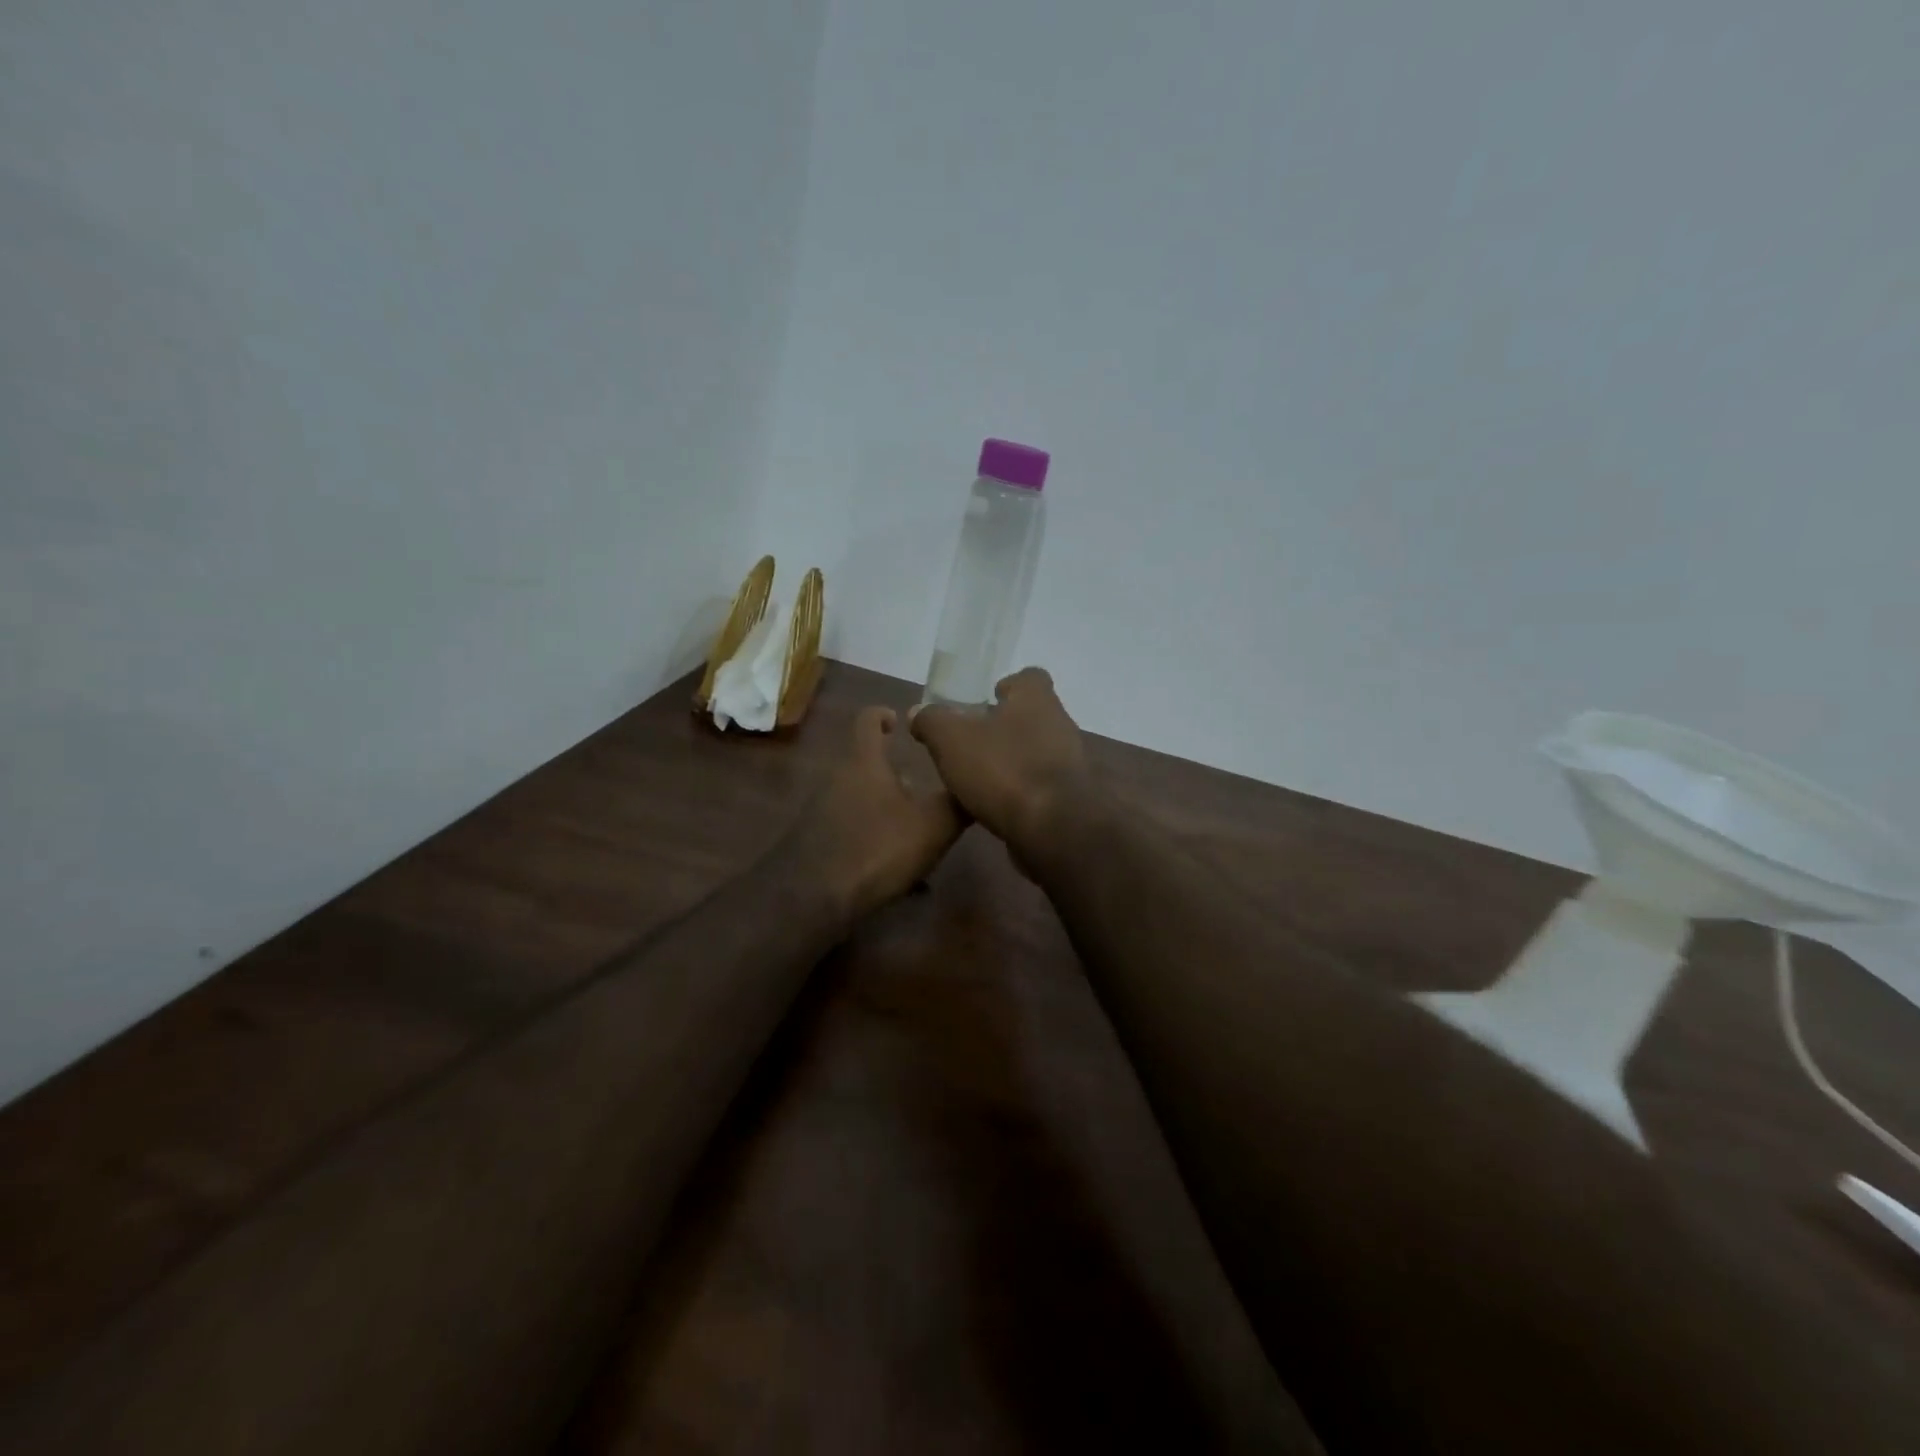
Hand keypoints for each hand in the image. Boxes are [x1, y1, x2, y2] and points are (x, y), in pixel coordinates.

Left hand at [784, 706, 964, 920]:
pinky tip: (892, 867)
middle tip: (925, 790)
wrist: (813, 897)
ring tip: (915, 832)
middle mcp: (838, 778)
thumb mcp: (933, 826)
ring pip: (860, 798)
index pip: (868, 720)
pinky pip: (851, 828)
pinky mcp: (815, 840)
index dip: (884, 715)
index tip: (902, 723)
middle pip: (867, 763)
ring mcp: (821, 810)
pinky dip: (872, 837)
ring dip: (885, 808)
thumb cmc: (877, 847)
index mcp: (864, 762)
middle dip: (896, 774)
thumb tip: (975, 784)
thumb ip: (958, 803)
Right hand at [909, 668, 1098, 858]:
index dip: (1008, 685)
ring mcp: (1069, 763)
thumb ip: (932, 721)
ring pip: (1036, 752)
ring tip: (977, 778)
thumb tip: (918, 712)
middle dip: (1003, 727)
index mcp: (1036, 700)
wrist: (1054, 829)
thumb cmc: (1003, 770)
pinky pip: (1040, 786)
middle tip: (970, 742)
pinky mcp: (1070, 798)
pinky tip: (995, 805)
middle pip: (1031, 716)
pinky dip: (1020, 791)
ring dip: (1011, 761)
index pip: (1029, 678)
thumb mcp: (951, 740)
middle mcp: (1059, 725)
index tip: (986, 699)